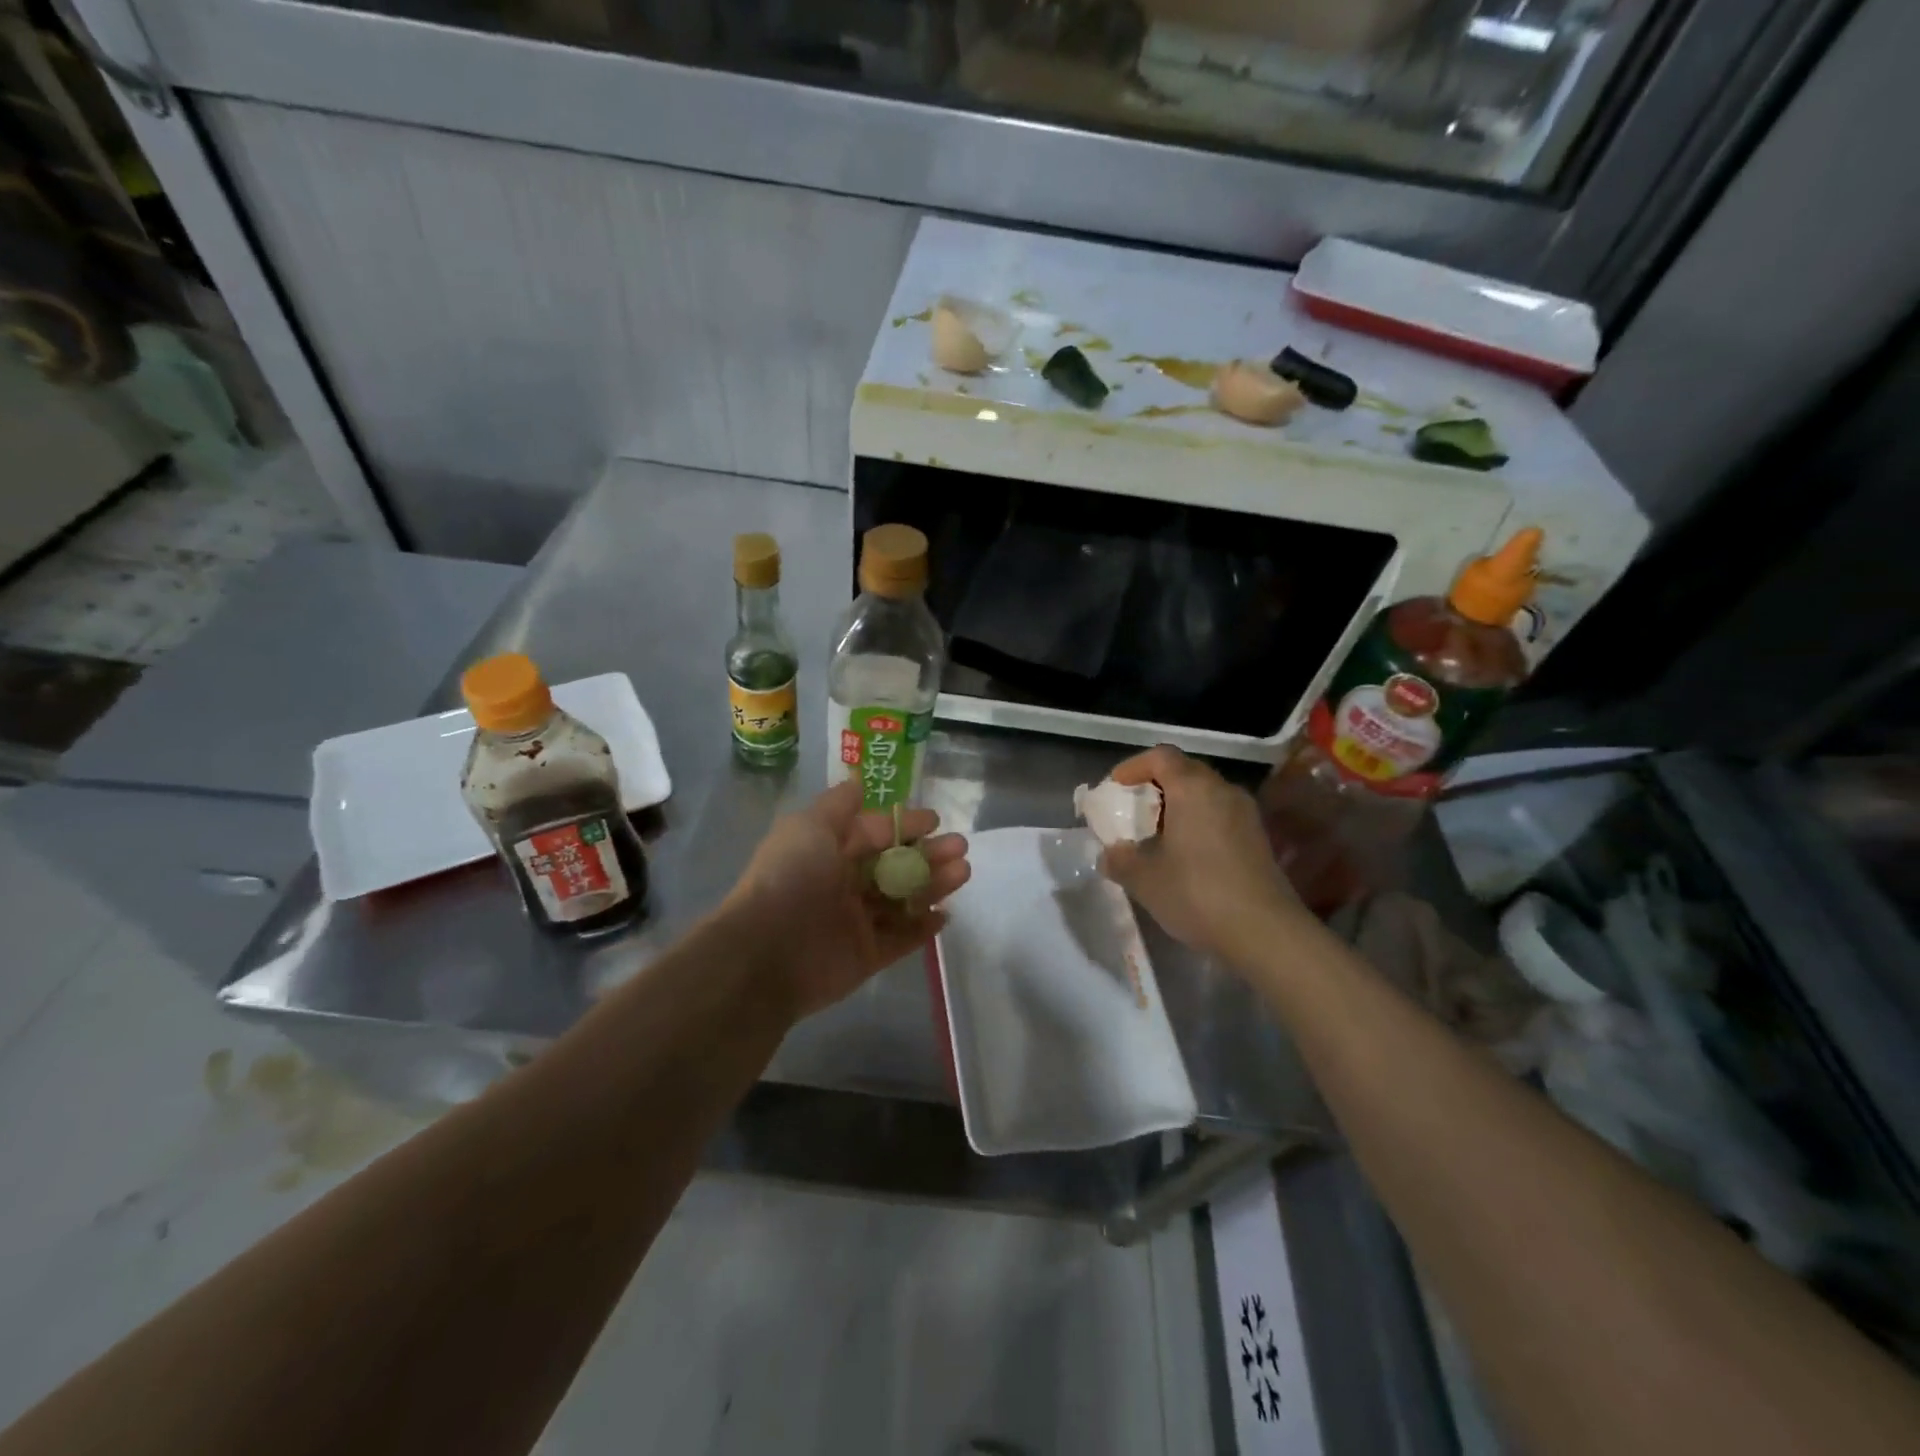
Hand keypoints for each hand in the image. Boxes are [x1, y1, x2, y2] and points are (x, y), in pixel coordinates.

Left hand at [723, 779, 970, 1020]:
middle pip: (895, 865)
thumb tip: (858, 781)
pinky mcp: (867, 956)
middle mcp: (843, 884)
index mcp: (829, 851)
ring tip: (963, 872)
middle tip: (960, 848)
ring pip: (903, 899)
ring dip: (934, 885)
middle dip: (929, 854)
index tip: (936, 821)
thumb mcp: (810, 826)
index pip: (875, 833)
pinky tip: (946, 915)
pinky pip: (901, 939)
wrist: (767, 951)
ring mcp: (856, 921)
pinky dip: (923, 928)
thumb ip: (838, 805)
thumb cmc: (791, 878)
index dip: (904, 825)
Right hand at [1097, 746, 1303, 966]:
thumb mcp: (1144, 879)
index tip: (1115, 787)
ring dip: (1178, 806)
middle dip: (1155, 786)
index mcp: (1193, 788)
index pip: (1160, 756)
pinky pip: (1220, 815)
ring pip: (1205, 794)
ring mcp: (1246, 814)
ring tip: (1156, 835)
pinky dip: (1198, 823)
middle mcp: (1223, 791)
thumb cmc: (1197, 894)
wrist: (1265, 933)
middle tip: (1133, 811)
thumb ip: (1119, 860)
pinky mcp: (1258, 839)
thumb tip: (1109, 854)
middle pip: (1185, 771)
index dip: (1133, 766)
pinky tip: (1185, 855)